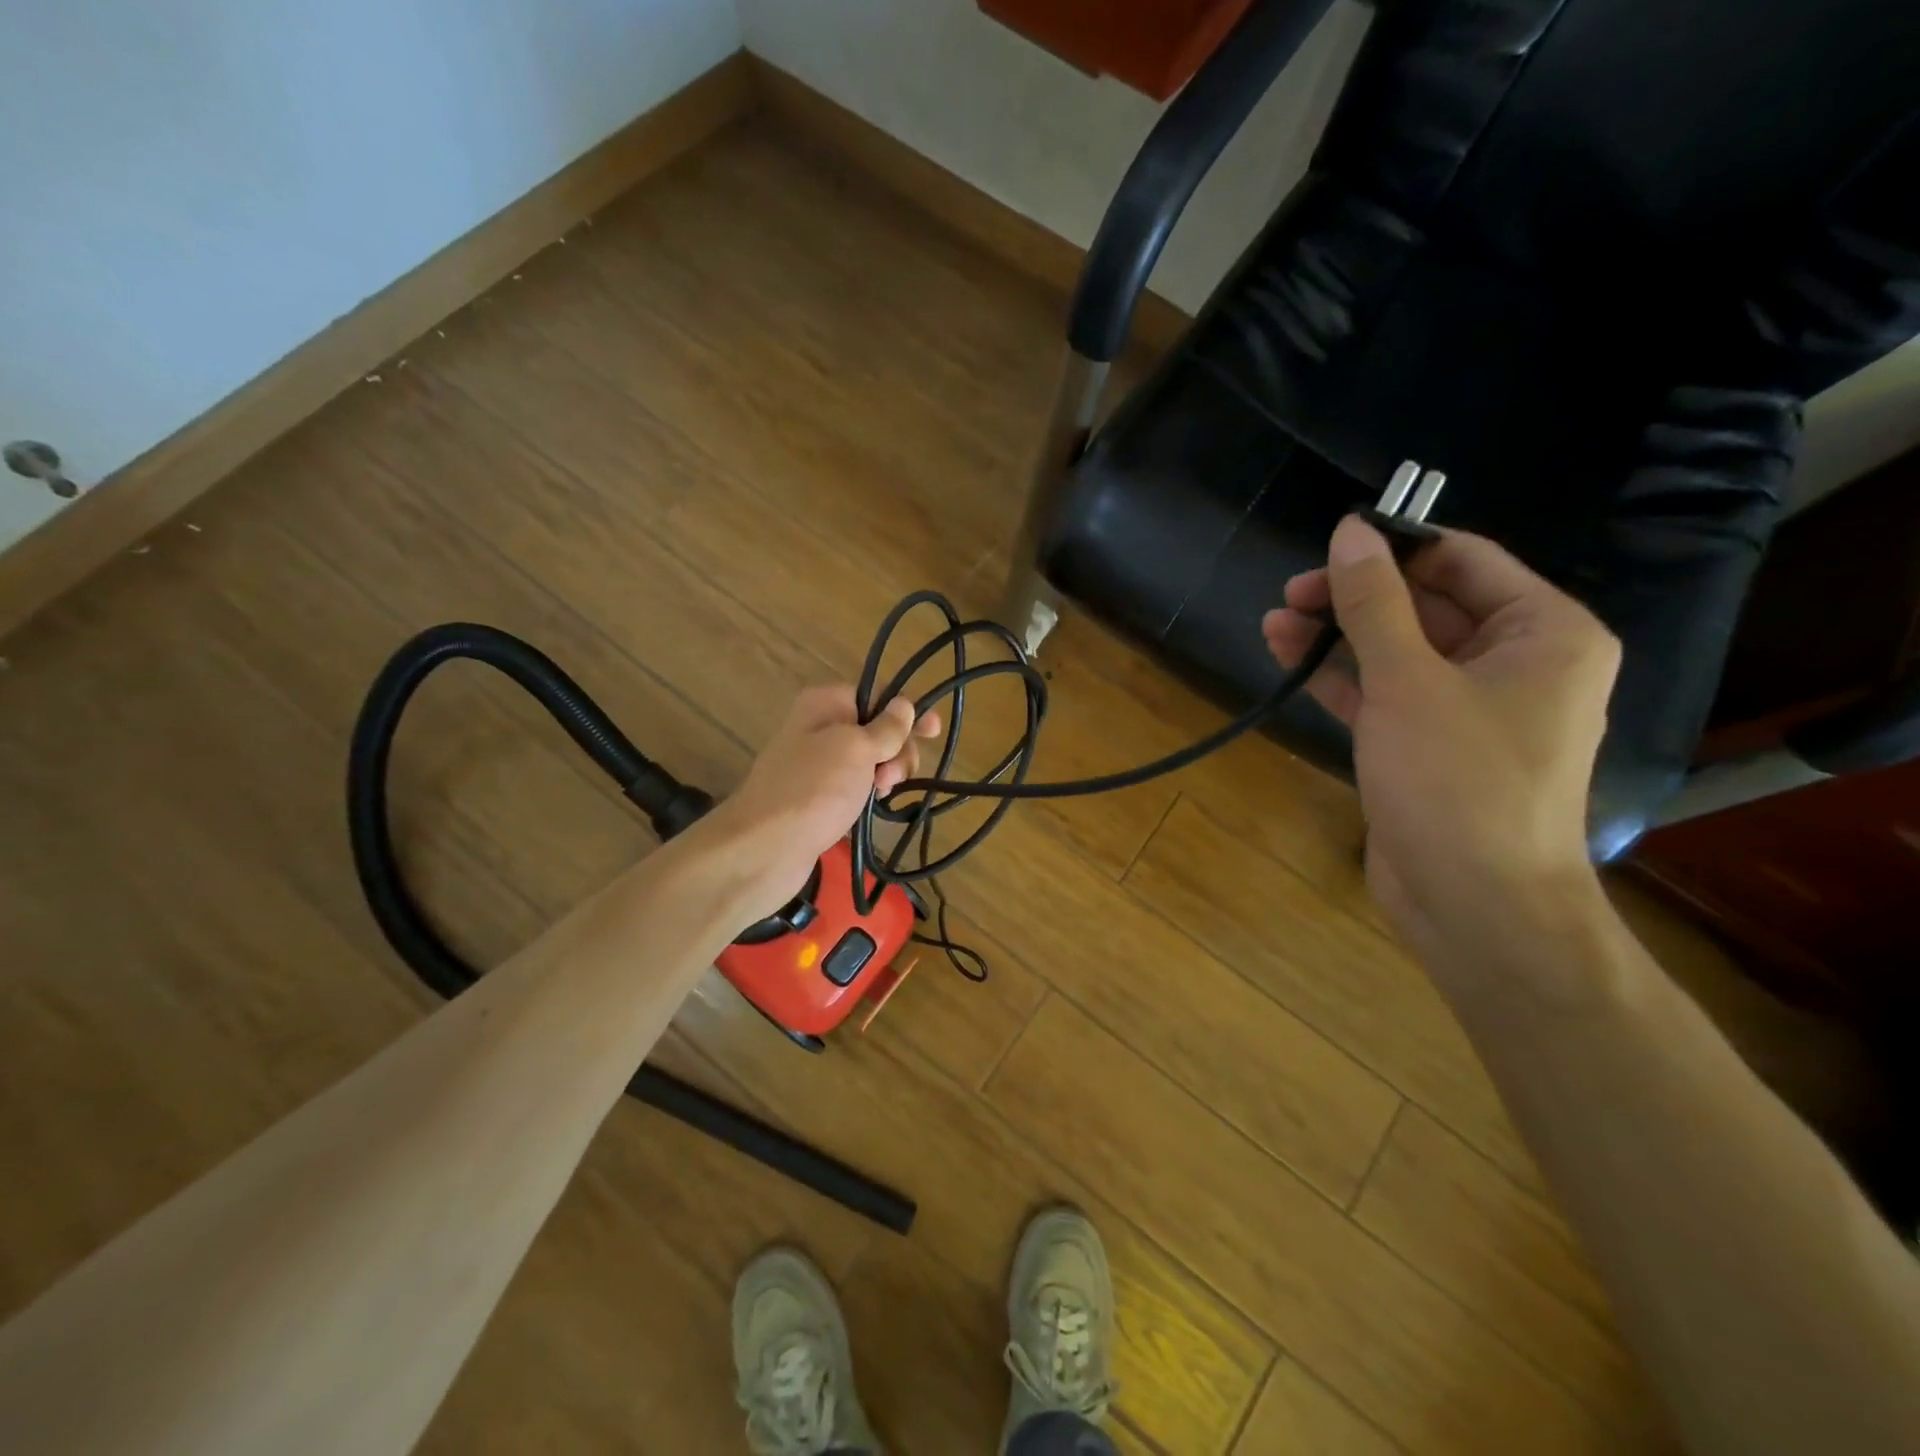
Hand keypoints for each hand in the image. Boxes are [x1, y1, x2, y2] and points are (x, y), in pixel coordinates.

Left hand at [700, 687, 940, 919]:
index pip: (876, 694)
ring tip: (880, 794)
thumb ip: (886, 727)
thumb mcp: (856, 748)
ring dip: (886, 773)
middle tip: (892, 776)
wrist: (766, 847)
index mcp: (825, 704)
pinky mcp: (820, 797)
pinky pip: (856, 785)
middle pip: (877, 728)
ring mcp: (818, 764)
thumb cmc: (814, 788)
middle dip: (897, 748)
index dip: (906, 711)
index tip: (934, 731)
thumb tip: (904, 704)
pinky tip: (874, 806)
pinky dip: (870, 793)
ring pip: (870, 760)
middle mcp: (820, 727)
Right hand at [1263, 516, 1618, 959]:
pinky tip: (1288, 657)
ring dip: (1338, 635)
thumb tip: (1350, 531)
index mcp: (1544, 633)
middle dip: (1357, 596)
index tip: (1331, 545)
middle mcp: (1514, 663)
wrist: (1475, 904)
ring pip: (1397, 650)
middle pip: (1427, 604)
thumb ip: (1374, 604)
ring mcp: (1468, 708)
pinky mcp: (1427, 745)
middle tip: (1292, 592)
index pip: (1465, 560)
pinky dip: (1340, 676)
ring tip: (1276, 621)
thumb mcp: (1409, 681)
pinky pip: (1384, 692)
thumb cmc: (1458, 781)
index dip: (1396, 547)